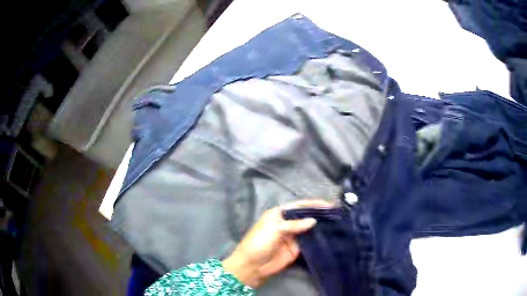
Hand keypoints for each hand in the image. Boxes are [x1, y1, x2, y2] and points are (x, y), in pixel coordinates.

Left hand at [223, 199, 332, 287]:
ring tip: (337, 223)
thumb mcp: (275, 229)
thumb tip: (314, 221)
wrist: (252, 266)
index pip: (299, 206)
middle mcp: (287, 223)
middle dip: (319, 214)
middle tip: (336, 213)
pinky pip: (309, 242)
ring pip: (309, 229)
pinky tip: (329, 236)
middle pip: (305, 216)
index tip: (329, 205)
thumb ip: (294, 225)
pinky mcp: (296, 249)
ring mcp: (292, 236)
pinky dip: (318, 239)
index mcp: (279, 214)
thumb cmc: (259, 243)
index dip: (313, 204)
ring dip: (320, 226)